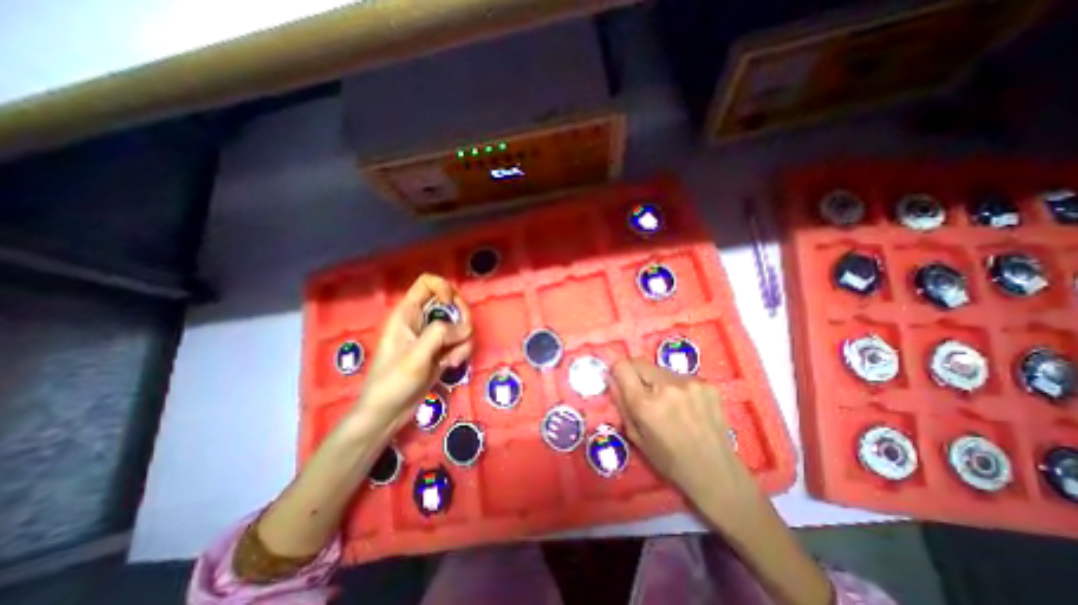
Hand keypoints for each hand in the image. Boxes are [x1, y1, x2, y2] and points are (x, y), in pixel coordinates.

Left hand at [353, 275, 471, 434]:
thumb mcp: (414, 356)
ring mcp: (433, 336)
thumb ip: (439, 335)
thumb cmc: (392, 383)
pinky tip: (450, 365)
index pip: (428, 283)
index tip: (450, 305)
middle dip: (462, 317)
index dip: (444, 288)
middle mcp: (422, 320)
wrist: (388, 413)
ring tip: (451, 360)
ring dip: (463, 340)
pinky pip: (461, 341)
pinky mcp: (442, 350)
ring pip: (461, 324)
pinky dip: (462, 351)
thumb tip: (465, 328)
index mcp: (407, 313)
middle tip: (463, 334)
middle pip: (452, 302)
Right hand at [605, 360, 754, 514]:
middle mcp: (667, 386)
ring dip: (658, 381)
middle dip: (636, 374)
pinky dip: (677, 386)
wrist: (717, 472)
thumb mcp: (636, 437)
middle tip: (644, 394)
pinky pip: (680, 376)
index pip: (622, 366)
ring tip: (669, 403)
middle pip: (640, 362)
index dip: (618, 371)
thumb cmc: (669, 460)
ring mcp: (690, 382)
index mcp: (646, 404)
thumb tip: (610, 378)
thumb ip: (621, 403)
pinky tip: (687, 406)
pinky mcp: (707, 384)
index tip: (620, 380)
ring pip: (660, 369)